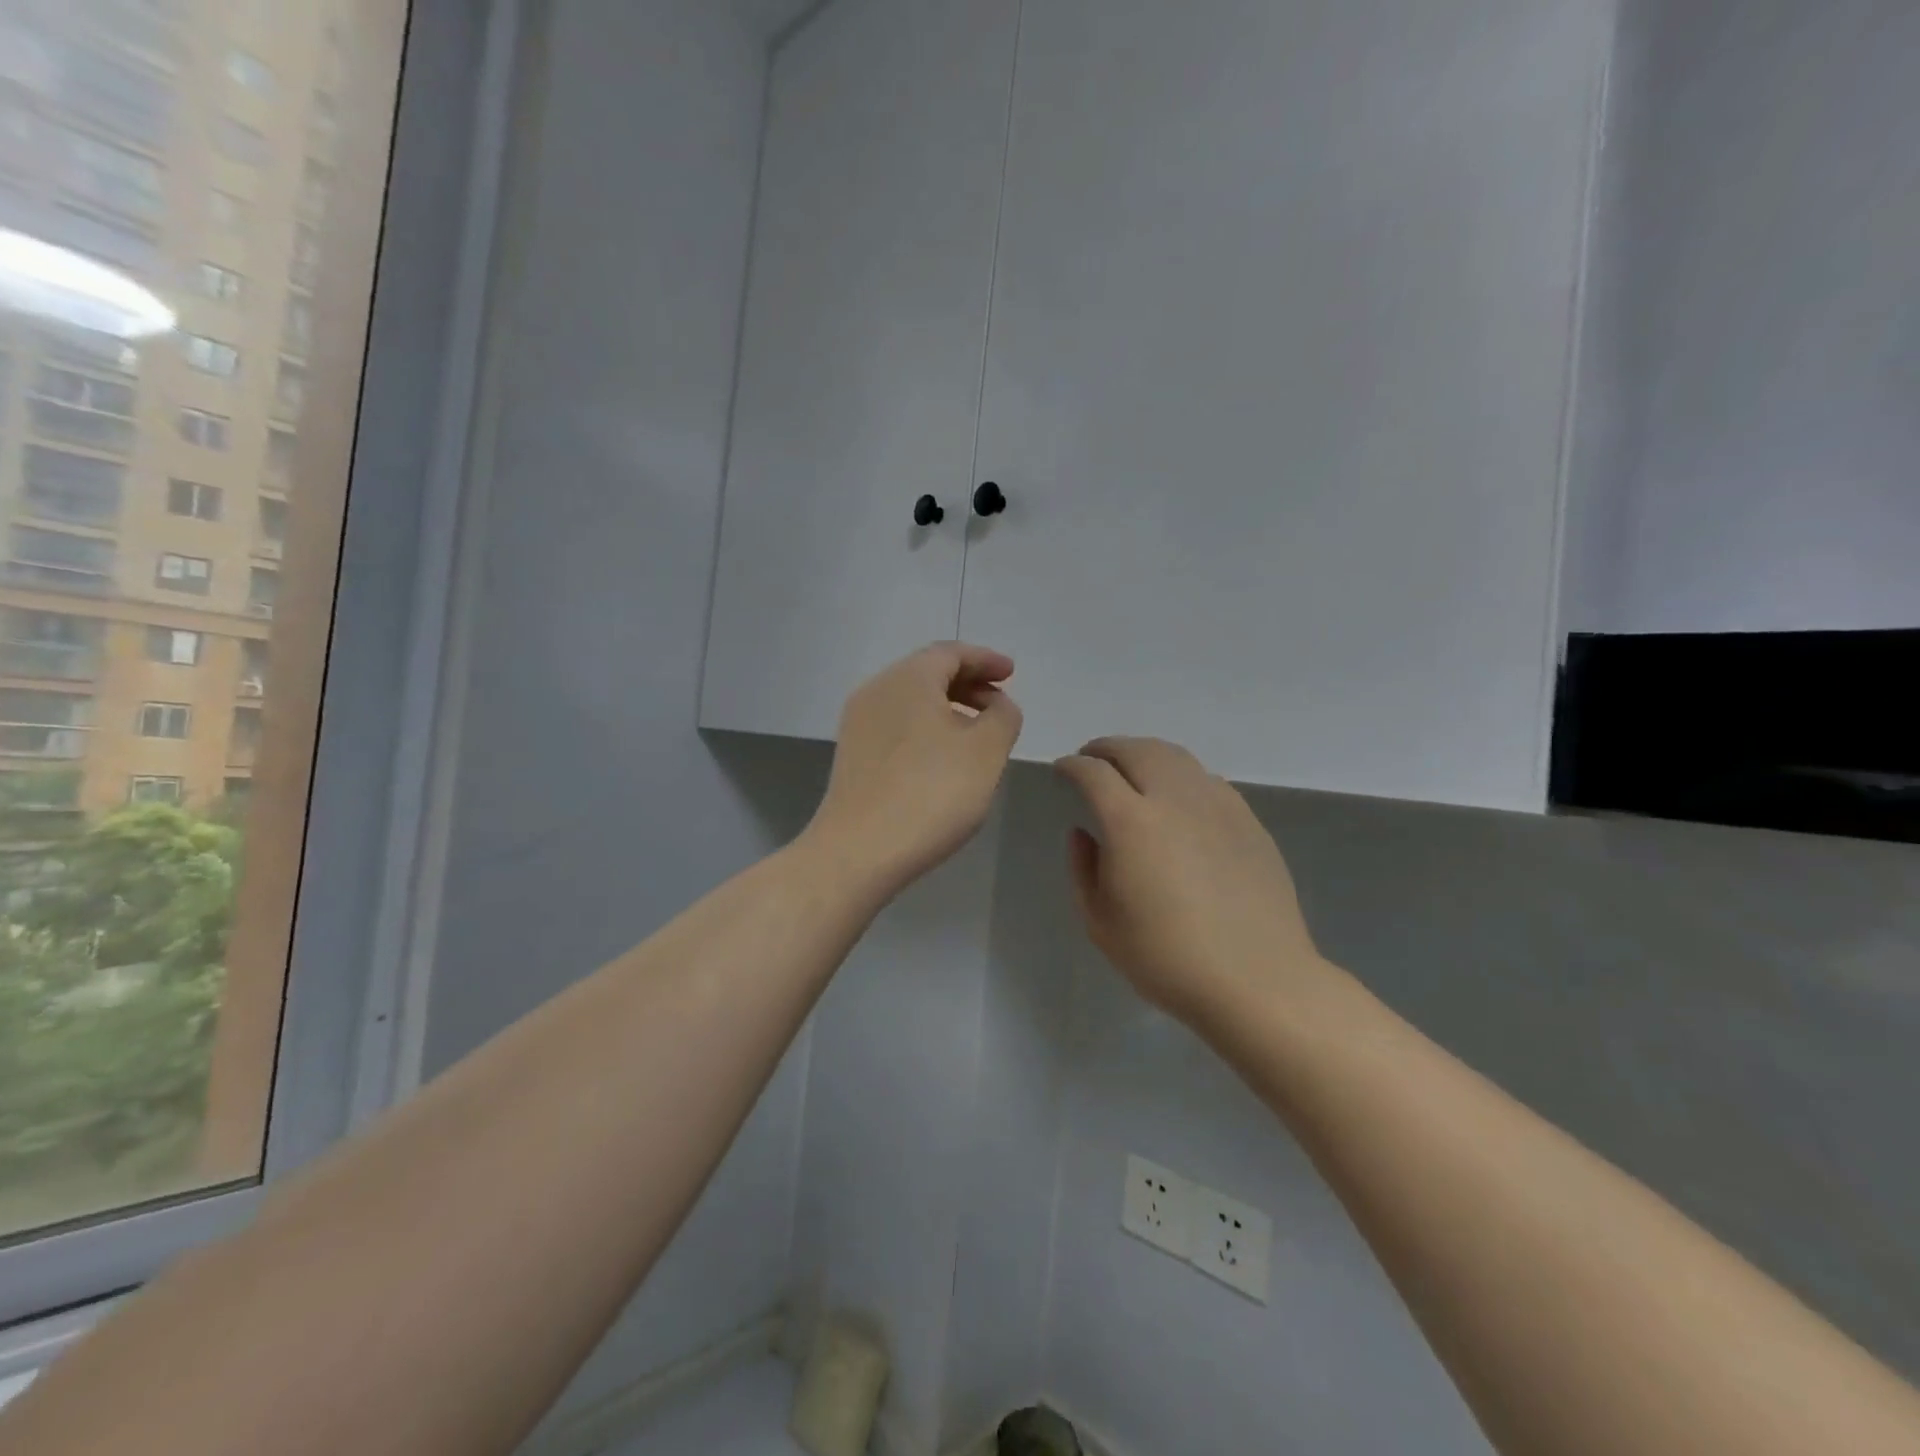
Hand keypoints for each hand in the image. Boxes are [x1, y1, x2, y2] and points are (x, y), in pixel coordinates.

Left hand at [805, 643, 1022, 895]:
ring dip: (948, 708)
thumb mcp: (987, 751)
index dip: (985, 660)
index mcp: (909, 678)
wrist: (859, 851)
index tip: (1011, 674)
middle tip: (999, 705)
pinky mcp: (852, 755)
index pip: (951, 653)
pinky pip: (897, 726)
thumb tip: (997, 705)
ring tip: (977, 736)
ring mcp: (858, 723)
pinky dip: (926, 729)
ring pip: (911, 701)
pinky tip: (943, 759)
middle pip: (928, 673)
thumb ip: (1003, 716)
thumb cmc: (931, 793)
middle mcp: (877, 690)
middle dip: (968, 683)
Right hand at [1054, 737, 1325, 1028]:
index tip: (1061, 770)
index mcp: (1130, 822)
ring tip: (1132, 768)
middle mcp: (1173, 799)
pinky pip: (1206, 779)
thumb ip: (1083, 869)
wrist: (1256, 979)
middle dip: (1106, 748)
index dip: (1071, 766)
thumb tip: (1084, 832)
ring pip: (1174, 756)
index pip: (1093, 773)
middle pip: (1135, 750)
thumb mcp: (1100, 923)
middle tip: (1091, 759)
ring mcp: (1216, 805)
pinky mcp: (1247, 819)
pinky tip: (1177, 797)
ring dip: (1144, 753)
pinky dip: (1180, 774)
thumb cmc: (1166, 958)